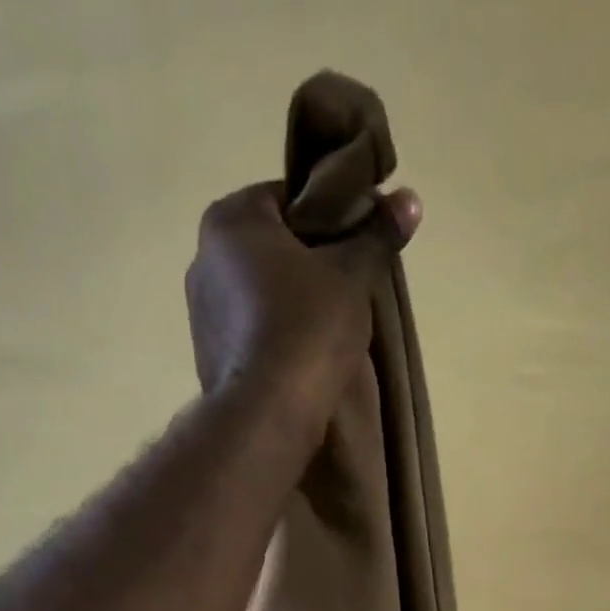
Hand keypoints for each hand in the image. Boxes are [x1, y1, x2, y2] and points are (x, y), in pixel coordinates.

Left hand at [185, 181, 421, 438]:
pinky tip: (303, 355)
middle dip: (310, 262)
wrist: (267, 413)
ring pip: (260, 290)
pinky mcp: (208, 353)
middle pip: (271, 246)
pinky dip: (275, 334)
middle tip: (350, 285)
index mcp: (231, 220)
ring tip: (330, 327)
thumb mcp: (352, 276)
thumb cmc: (307, 329)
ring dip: (292, 301)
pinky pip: (250, 328)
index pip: (286, 197)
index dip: (329, 216)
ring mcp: (200, 309)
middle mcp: (203, 257)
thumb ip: (377, 235)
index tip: (357, 243)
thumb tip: (409, 200)